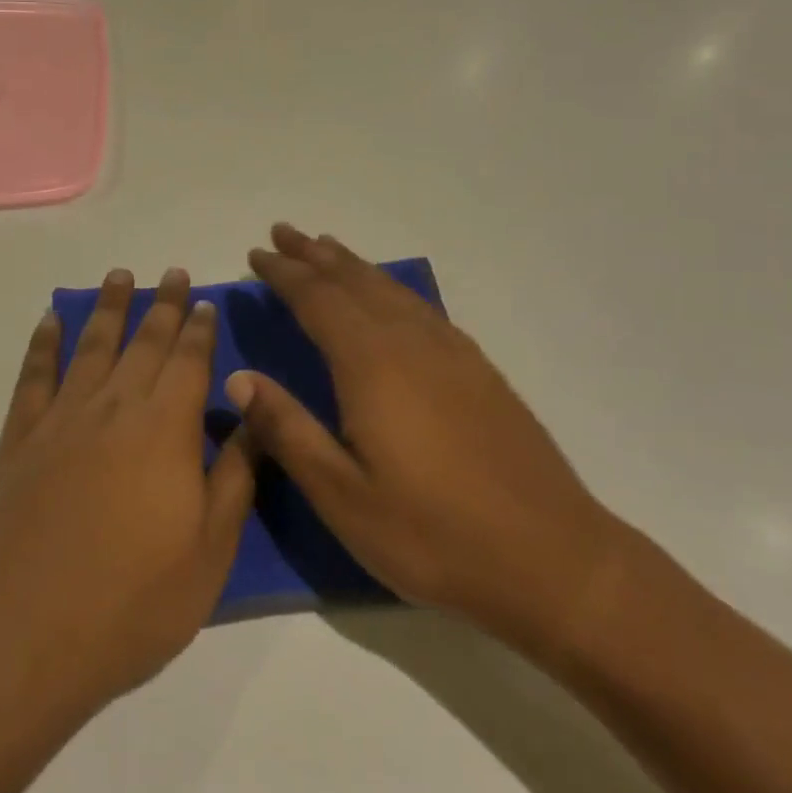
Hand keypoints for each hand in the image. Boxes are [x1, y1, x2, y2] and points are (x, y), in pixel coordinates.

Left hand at [0, 268, 256, 717]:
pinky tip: (50, 320)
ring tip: (119, 276)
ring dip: (108, 307)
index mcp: (166, 429)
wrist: (32, 634)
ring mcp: (63, 418)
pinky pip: (34, 376)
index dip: (199, 328)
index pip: (189, 361)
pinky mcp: (21, 437)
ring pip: (91, 345)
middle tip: (171, 273)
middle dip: (162, 305)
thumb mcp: (211, 550)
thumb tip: (252, 414)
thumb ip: (235, 475)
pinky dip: (43, 343)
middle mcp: (115, 406)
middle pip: (144, 342)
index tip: (204, 300)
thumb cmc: (136, 600)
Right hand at [229, 224, 630, 663]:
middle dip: (313, 254)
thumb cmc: (434, 535)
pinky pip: (420, 305)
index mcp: (371, 363)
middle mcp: (410, 341)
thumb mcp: (343, 496)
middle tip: (282, 232)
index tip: (255, 254)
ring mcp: (451, 351)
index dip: (283, 273)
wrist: (554, 560)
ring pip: (390, 288)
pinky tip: (390, 297)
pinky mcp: (478, 369)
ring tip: (326, 248)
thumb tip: (238, 378)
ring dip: (352, 264)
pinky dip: (390, 287)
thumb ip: (288, 430)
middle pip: (353, 280)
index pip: (316, 299)